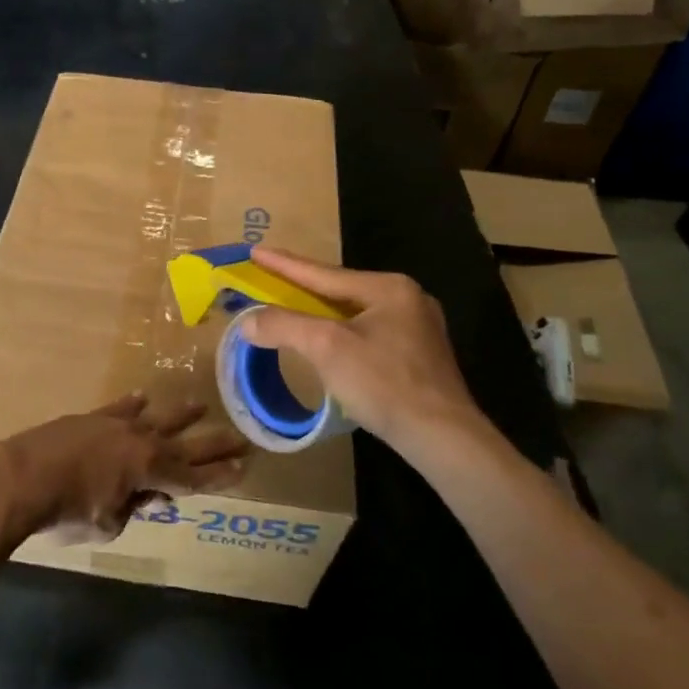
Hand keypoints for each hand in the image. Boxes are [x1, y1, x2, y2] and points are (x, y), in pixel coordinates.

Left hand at [0, 395, 246, 542]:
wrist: (22, 475)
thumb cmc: (66, 509)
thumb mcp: (106, 524)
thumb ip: (128, 510)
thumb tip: (135, 498)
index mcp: (149, 470)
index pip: (193, 477)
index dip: (219, 476)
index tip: (243, 467)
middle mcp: (140, 442)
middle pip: (184, 445)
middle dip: (213, 444)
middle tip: (241, 438)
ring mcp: (115, 425)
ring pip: (156, 419)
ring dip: (179, 415)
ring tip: (200, 405)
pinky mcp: (91, 418)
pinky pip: (119, 408)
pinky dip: (132, 404)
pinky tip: (143, 396)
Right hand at [241, 246, 504, 463]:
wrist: (442, 436)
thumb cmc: (384, 383)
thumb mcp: (326, 347)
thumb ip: (284, 326)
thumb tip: (246, 320)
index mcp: (389, 288)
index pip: (323, 273)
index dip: (284, 264)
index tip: (255, 251)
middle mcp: (407, 299)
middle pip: (340, 290)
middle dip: (303, 288)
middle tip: (270, 280)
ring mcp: (418, 328)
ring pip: (355, 314)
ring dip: (321, 313)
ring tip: (293, 310)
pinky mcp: (419, 357)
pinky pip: (368, 334)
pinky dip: (341, 334)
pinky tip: (328, 344)